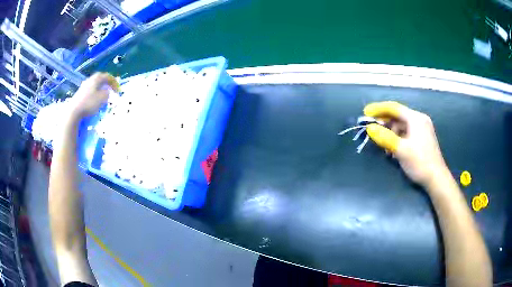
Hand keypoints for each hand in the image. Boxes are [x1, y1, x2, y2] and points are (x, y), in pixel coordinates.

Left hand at [69, 73, 118, 118]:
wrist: (74, 111)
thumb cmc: (89, 103)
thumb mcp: (102, 98)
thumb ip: (107, 93)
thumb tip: (107, 91)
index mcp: (96, 79)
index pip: (107, 76)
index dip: (114, 82)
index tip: (118, 89)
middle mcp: (90, 80)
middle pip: (100, 78)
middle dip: (107, 83)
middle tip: (111, 88)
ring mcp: (84, 86)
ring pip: (95, 84)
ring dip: (100, 88)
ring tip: (104, 94)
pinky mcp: (80, 93)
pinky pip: (90, 90)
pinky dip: (95, 92)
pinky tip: (95, 99)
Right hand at [364, 101, 447, 186]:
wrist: (436, 179)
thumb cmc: (420, 162)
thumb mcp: (401, 150)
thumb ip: (384, 137)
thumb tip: (369, 128)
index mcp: (416, 118)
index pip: (394, 107)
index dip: (378, 109)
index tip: (365, 113)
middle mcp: (419, 120)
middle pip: (398, 116)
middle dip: (384, 122)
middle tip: (371, 129)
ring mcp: (422, 129)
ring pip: (401, 126)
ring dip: (390, 132)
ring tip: (383, 145)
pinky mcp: (422, 139)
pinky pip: (406, 133)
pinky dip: (397, 138)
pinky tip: (392, 149)